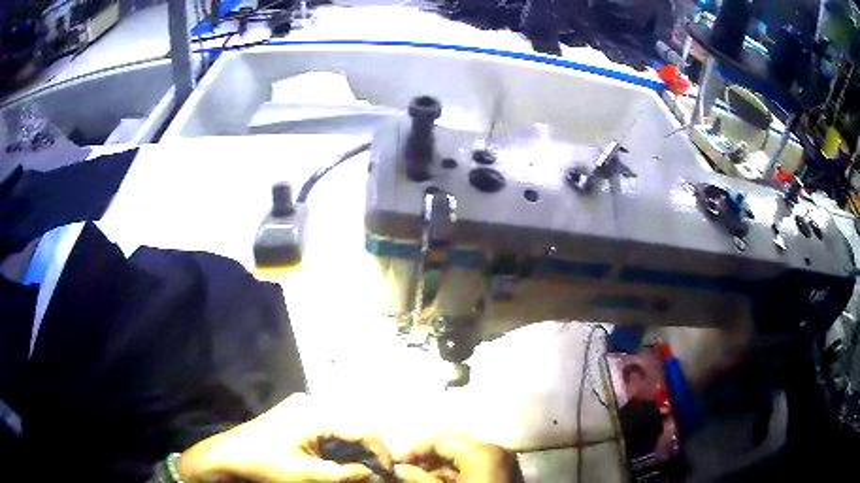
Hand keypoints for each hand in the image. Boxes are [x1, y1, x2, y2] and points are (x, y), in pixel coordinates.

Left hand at [177, 393, 392, 481]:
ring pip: (343, 421)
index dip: (380, 451)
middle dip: (371, 445)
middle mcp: (311, 401)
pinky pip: (329, 422)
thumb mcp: (307, 475)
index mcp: (313, 413)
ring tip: (364, 464)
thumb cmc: (266, 465)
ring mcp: (302, 404)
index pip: (360, 428)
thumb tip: (375, 476)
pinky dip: (341, 439)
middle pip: (354, 420)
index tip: (388, 472)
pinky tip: (343, 455)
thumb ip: (345, 475)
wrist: (228, 455)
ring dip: (357, 443)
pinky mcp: (297, 411)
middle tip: (378, 469)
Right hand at [398, 433, 521, 482]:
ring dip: (441, 470)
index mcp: (482, 452)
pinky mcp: (505, 476)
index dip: (415, 451)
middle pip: (454, 448)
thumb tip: (401, 469)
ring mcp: (504, 464)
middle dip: (428, 462)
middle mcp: (496, 452)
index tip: (396, 465)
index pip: (441, 440)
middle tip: (406, 474)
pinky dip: (457, 476)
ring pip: (464, 460)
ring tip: (421, 481)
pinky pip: (476, 469)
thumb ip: (419, 479)